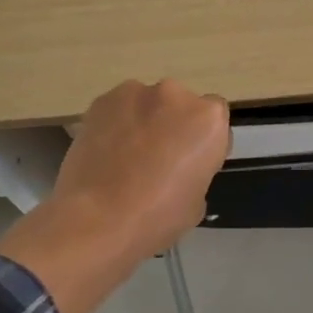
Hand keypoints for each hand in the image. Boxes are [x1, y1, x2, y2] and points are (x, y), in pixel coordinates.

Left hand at [51, 79, 230, 256]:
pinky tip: (104, 153)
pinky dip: (115, 124)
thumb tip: (179, 168)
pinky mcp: (102, 100)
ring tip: (125, 156)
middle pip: (180, 104)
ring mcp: (136, 93)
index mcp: (208, 119)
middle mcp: (175, 95)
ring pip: (146, 104)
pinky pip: (117, 109)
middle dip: (172, 124)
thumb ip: (196, 170)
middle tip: (158, 158)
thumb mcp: (197, 201)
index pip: (215, 116)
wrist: (96, 220)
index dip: (203, 138)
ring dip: (143, 121)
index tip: (191, 160)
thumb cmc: (157, 217)